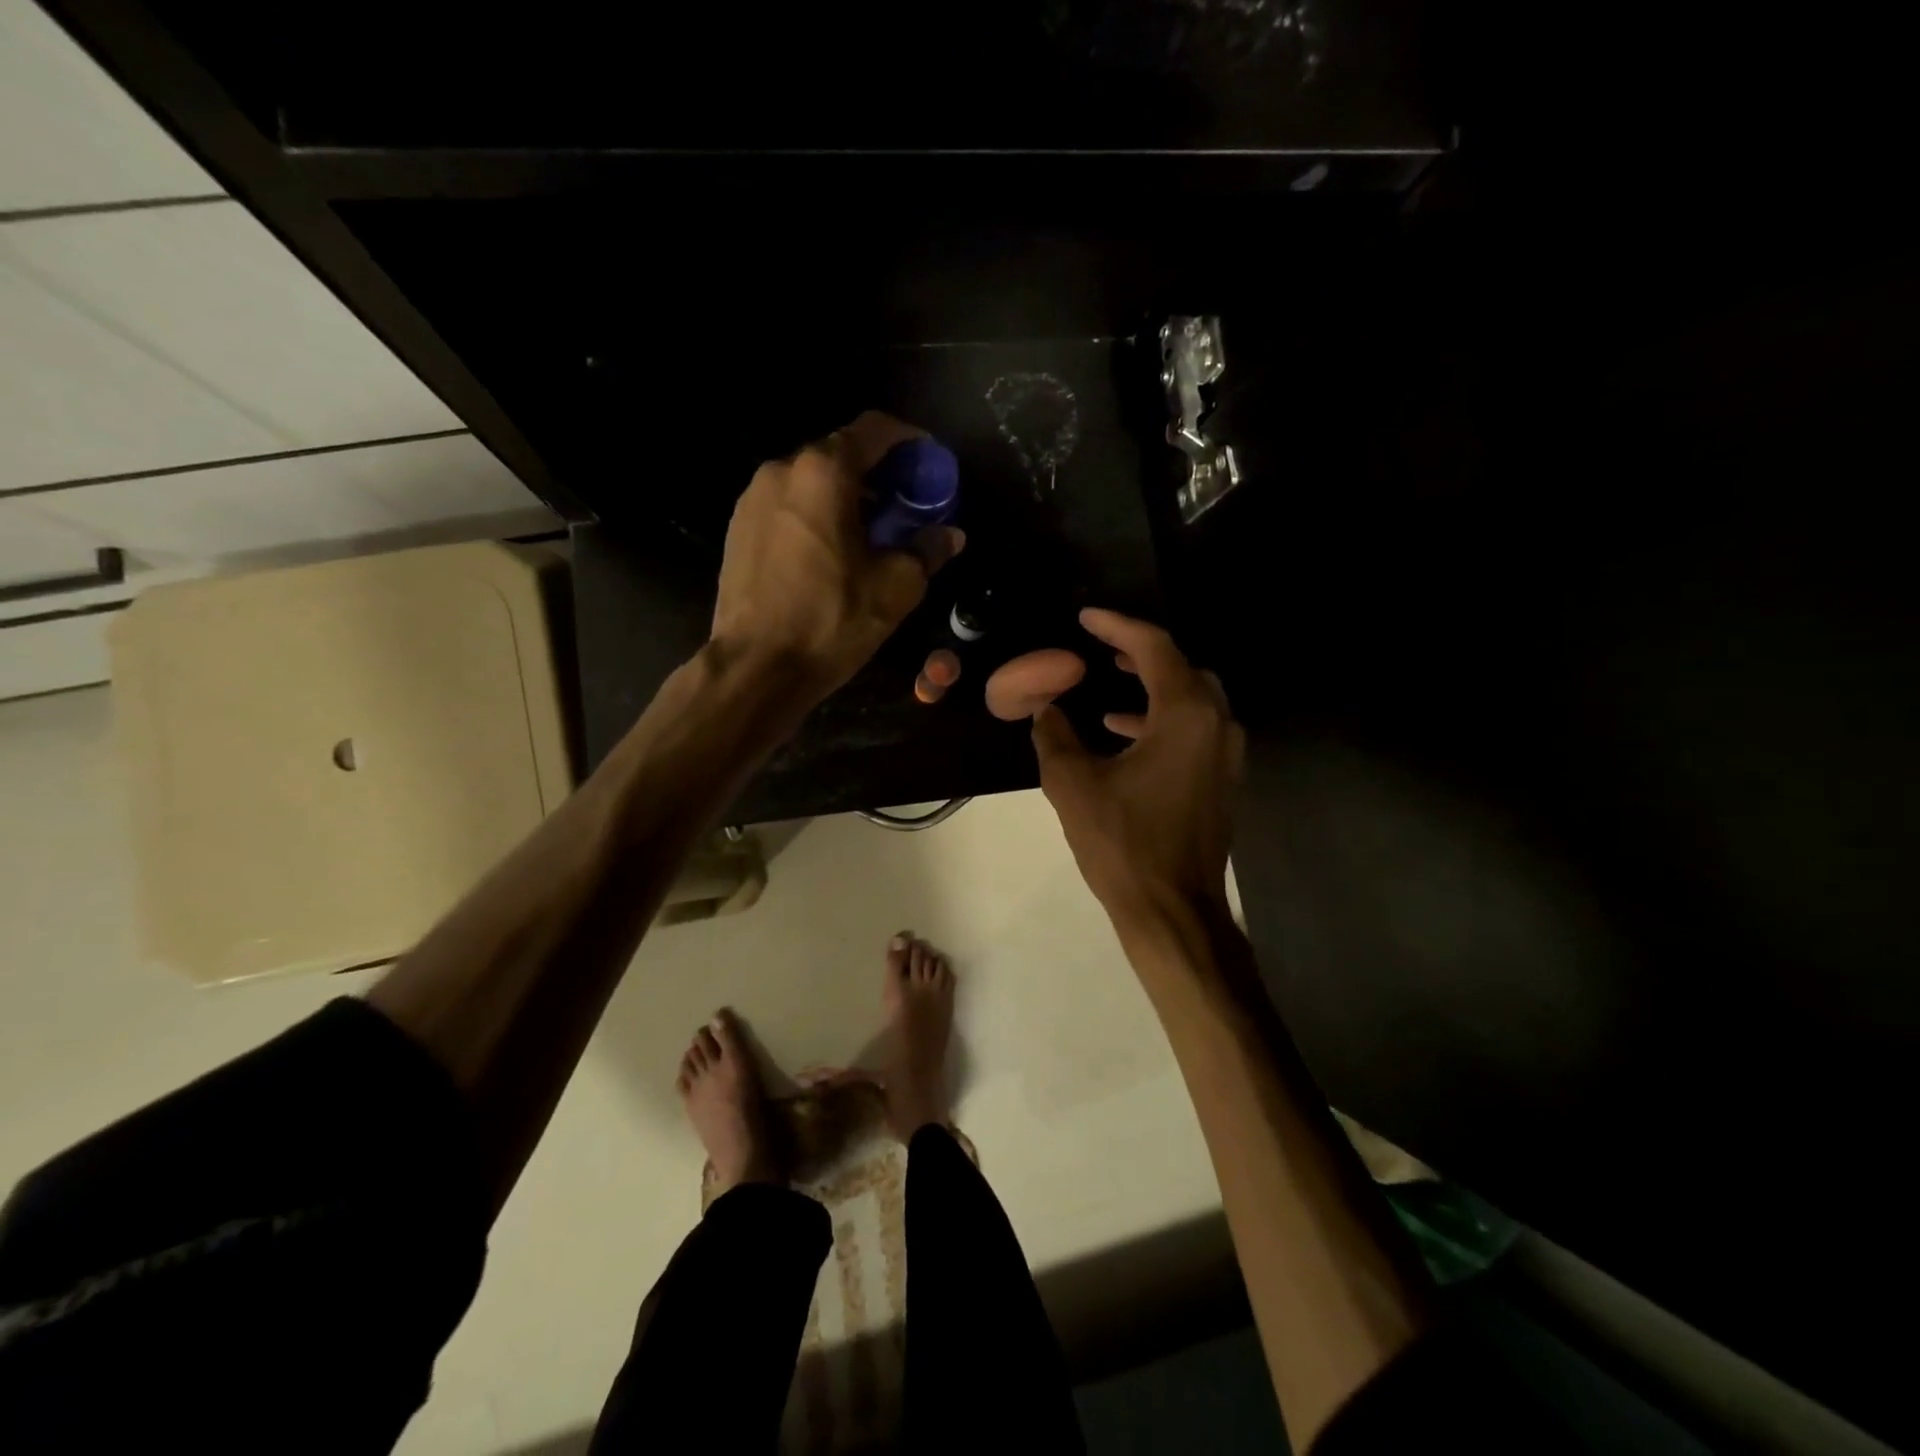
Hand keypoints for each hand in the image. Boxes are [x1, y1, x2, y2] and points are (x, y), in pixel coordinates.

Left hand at [712, 412, 964, 698]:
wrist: (756, 668)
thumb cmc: (831, 621)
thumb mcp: (895, 588)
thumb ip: (927, 550)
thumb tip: (950, 535)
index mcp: (823, 472)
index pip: (873, 430)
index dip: (908, 440)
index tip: (928, 462)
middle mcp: (782, 471)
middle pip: (840, 453)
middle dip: (878, 472)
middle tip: (905, 505)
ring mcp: (752, 498)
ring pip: (811, 480)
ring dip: (845, 495)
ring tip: (869, 532)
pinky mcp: (737, 529)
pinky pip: (788, 505)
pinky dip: (816, 514)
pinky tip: (831, 552)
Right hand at [1032, 609, 1244, 928]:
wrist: (1173, 910)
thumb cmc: (1122, 843)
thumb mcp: (1073, 784)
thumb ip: (1054, 735)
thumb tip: (1046, 708)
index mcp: (1185, 714)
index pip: (1154, 648)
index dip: (1117, 626)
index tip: (1086, 618)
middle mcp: (1217, 724)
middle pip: (1183, 668)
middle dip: (1141, 654)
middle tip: (1102, 649)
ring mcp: (1226, 755)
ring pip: (1193, 700)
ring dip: (1153, 688)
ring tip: (1110, 689)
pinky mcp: (1222, 781)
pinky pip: (1195, 730)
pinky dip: (1162, 720)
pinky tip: (1124, 737)